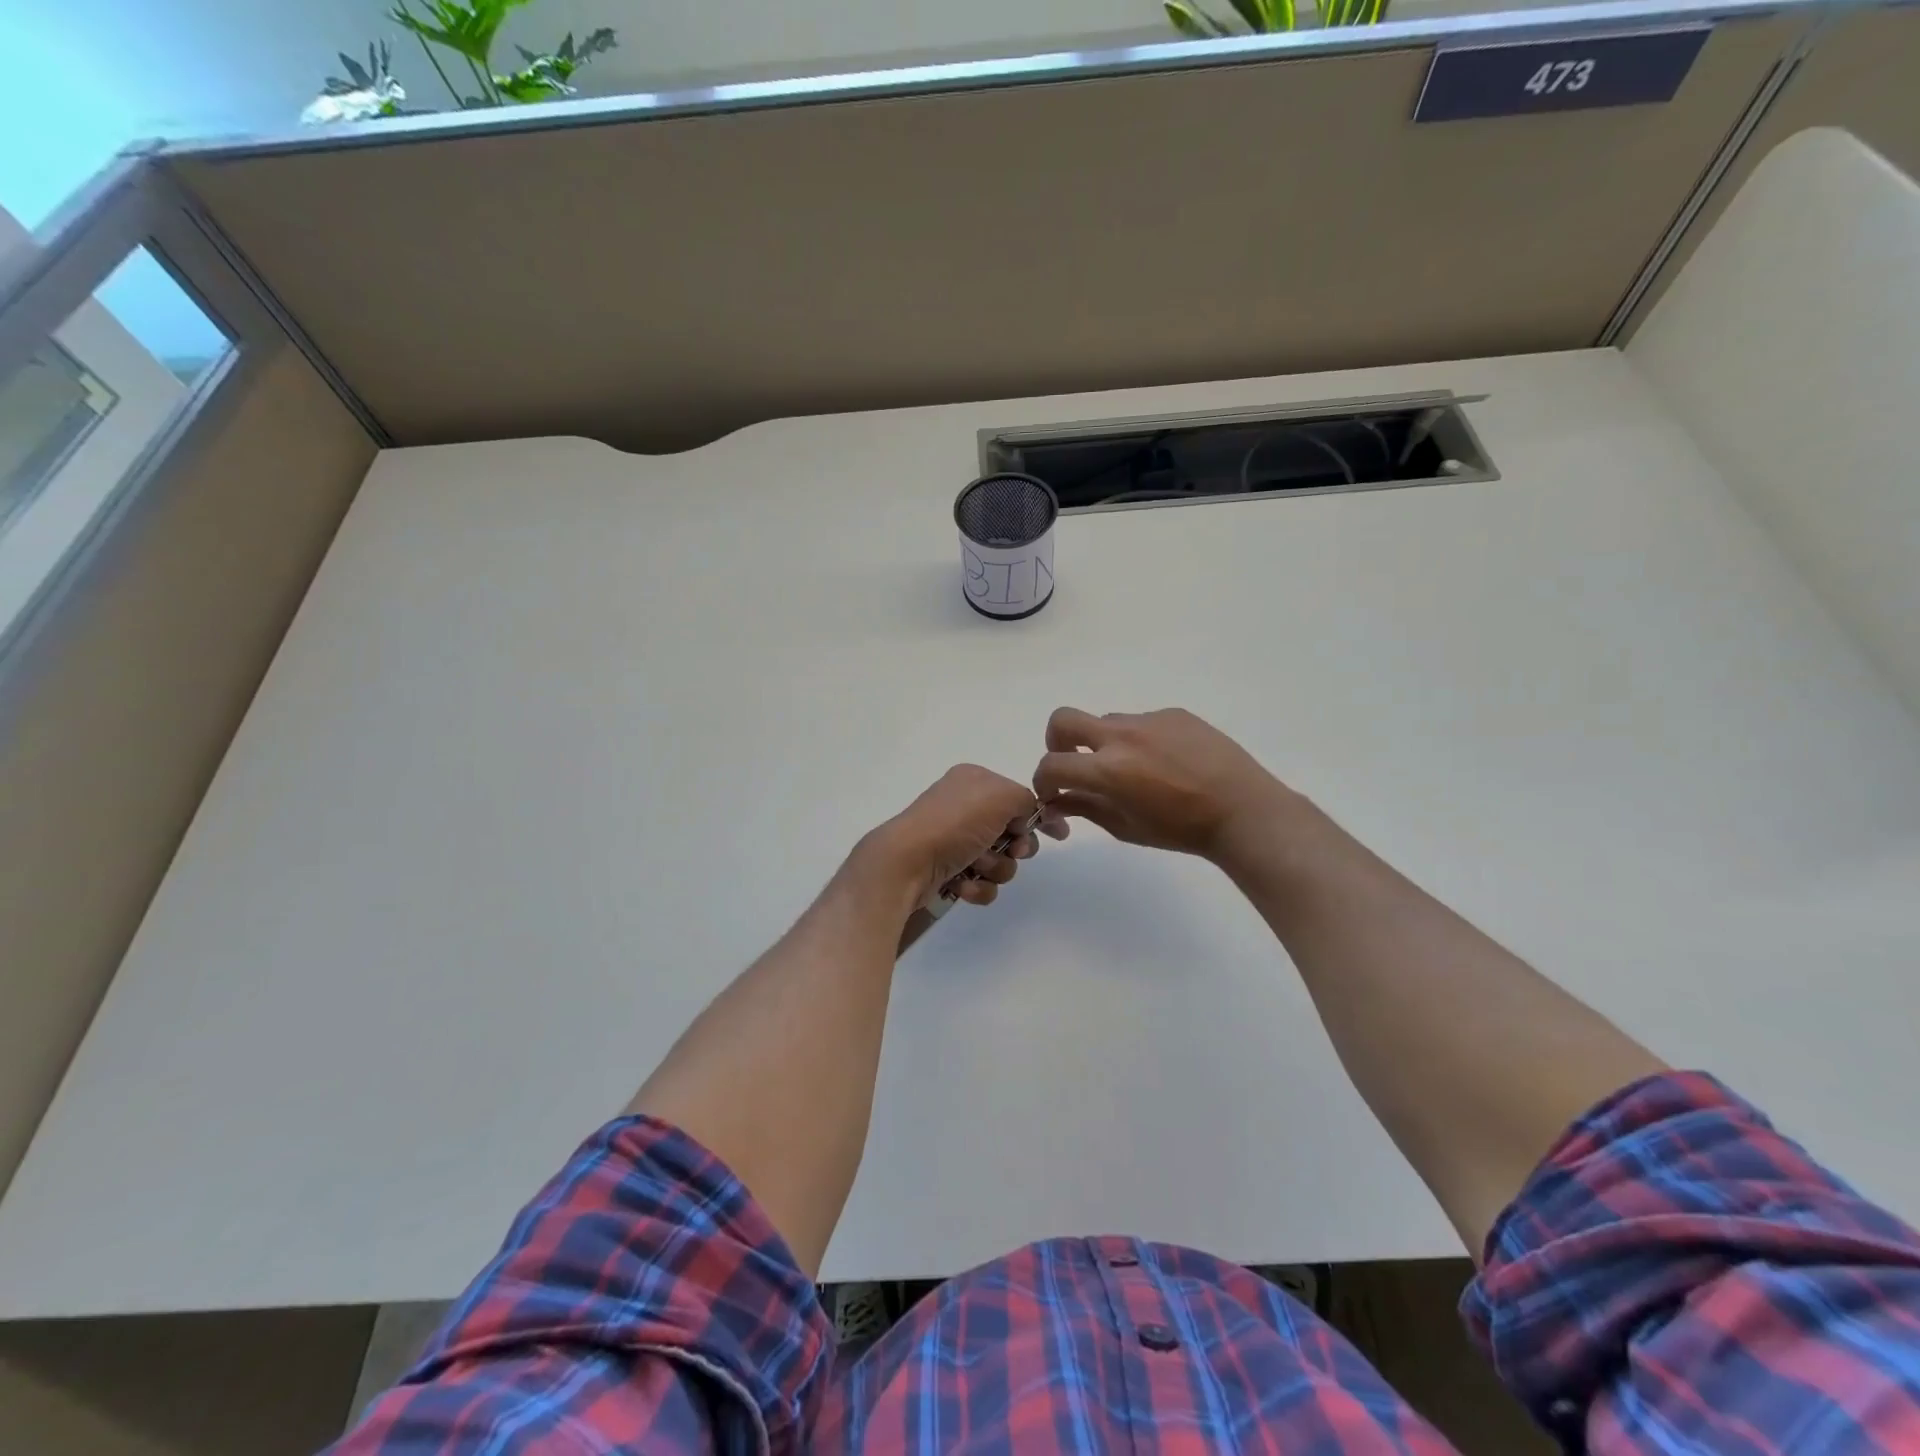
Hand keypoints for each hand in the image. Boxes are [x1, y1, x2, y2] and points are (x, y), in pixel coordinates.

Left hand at [863, 765, 1063, 906]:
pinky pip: (981, 882)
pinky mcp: (947, 870)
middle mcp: (963, 807)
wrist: (907, 863)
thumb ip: (1026, 800)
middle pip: (1012, 832)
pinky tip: (963, 885)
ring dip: (995, 868)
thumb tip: (1027, 816)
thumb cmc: (955, 823)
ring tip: (976, 868)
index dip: (1038, 817)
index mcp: (974, 781)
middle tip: (1013, 850)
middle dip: (1015, 848)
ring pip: (1000, 861)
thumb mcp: (1001, 796)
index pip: (1017, 797)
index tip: (1059, 835)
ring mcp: (954, 840)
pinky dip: (977, 886)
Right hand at [1032, 707, 1292, 860]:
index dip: (1043, 781)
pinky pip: (1141, 721)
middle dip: (1056, 742)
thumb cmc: (1180, 830)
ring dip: (1103, 743)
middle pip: (1063, 720)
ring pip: (1105, 721)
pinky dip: (1139, 740)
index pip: (1052, 765)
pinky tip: (1166, 762)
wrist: (1242, 810)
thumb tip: (1055, 802)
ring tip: (1134, 770)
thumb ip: (1084, 808)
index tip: (1053, 793)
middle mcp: (1121, 736)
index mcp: (1107, 769)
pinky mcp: (1173, 713)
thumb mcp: (1125, 827)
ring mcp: (1149, 719)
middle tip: (1075, 764)